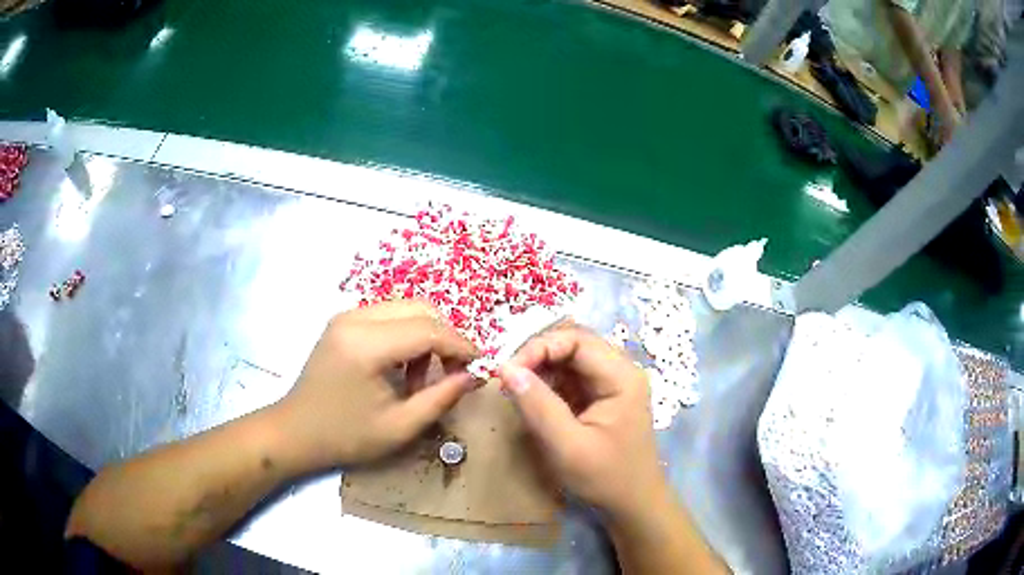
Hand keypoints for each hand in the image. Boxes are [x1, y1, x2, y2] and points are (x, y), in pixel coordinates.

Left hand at [275, 301, 479, 470]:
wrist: (295, 431)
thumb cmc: (346, 437)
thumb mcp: (400, 427)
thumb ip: (441, 398)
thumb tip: (475, 376)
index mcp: (366, 345)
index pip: (428, 330)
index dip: (461, 346)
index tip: (480, 366)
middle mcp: (355, 318)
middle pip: (420, 309)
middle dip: (446, 337)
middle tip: (454, 372)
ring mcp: (346, 316)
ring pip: (405, 309)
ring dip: (426, 336)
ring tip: (422, 377)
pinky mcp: (343, 322)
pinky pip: (388, 316)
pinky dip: (407, 336)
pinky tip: (402, 368)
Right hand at [497, 325, 665, 517]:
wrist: (633, 502)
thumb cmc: (605, 477)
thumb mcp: (567, 446)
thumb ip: (537, 406)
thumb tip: (505, 368)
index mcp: (621, 377)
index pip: (576, 340)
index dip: (539, 347)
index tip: (508, 371)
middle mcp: (620, 370)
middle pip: (574, 342)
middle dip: (538, 354)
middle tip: (508, 377)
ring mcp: (612, 382)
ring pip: (571, 356)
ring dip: (541, 367)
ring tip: (517, 389)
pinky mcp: (602, 395)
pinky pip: (571, 375)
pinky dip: (548, 381)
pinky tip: (534, 399)